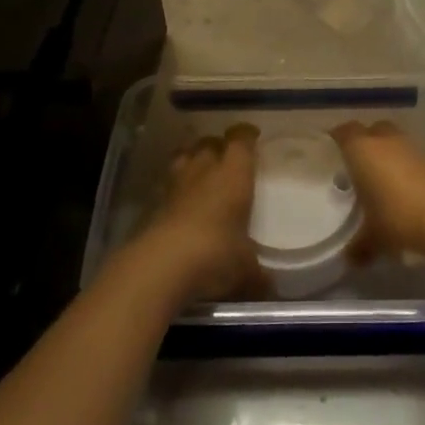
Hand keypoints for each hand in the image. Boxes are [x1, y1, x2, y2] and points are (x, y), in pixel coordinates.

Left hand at [139, 124, 261, 302]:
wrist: (162, 265)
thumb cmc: (216, 254)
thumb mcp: (246, 270)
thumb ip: (258, 275)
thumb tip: (270, 288)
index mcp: (233, 174)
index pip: (240, 140)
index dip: (245, 135)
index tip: (252, 136)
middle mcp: (204, 170)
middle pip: (209, 143)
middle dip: (217, 145)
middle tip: (225, 156)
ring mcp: (175, 185)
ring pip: (183, 157)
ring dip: (191, 158)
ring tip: (199, 168)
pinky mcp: (153, 204)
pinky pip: (167, 185)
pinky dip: (174, 188)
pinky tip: (179, 202)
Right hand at [331, 120, 424, 263]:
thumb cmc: (401, 219)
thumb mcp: (375, 239)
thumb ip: (359, 246)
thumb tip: (349, 258)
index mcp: (363, 150)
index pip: (344, 132)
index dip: (337, 139)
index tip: (332, 152)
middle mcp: (387, 140)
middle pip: (372, 131)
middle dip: (366, 143)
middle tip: (359, 167)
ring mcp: (415, 146)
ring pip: (396, 142)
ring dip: (390, 155)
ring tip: (385, 182)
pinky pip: (416, 157)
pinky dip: (410, 168)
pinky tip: (410, 192)